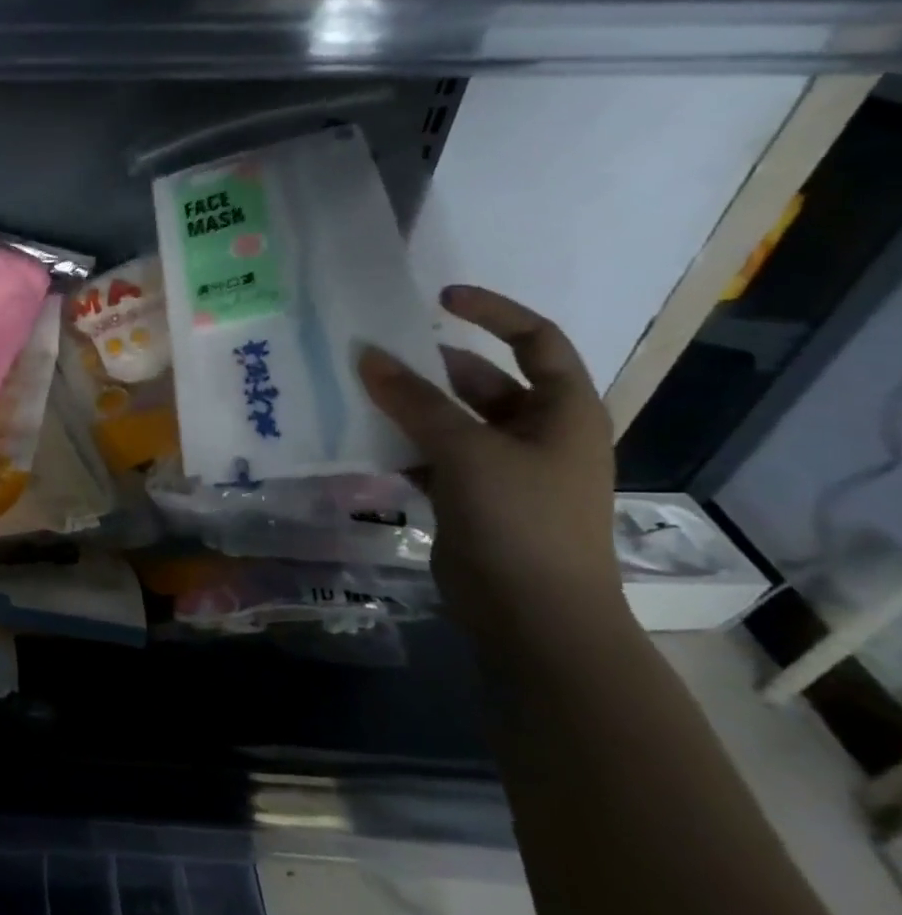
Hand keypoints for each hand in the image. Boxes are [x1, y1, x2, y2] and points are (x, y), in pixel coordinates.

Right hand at [358, 285, 623, 645]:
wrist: (533, 617)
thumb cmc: (521, 520)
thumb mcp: (467, 451)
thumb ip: (415, 401)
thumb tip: (367, 355)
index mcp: (561, 411)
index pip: (535, 340)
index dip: (492, 312)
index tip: (437, 297)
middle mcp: (535, 433)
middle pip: (480, 381)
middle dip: (428, 365)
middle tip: (372, 352)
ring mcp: (501, 468)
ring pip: (448, 420)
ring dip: (406, 406)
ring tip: (354, 390)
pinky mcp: (469, 498)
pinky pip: (429, 455)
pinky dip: (399, 444)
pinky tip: (360, 439)